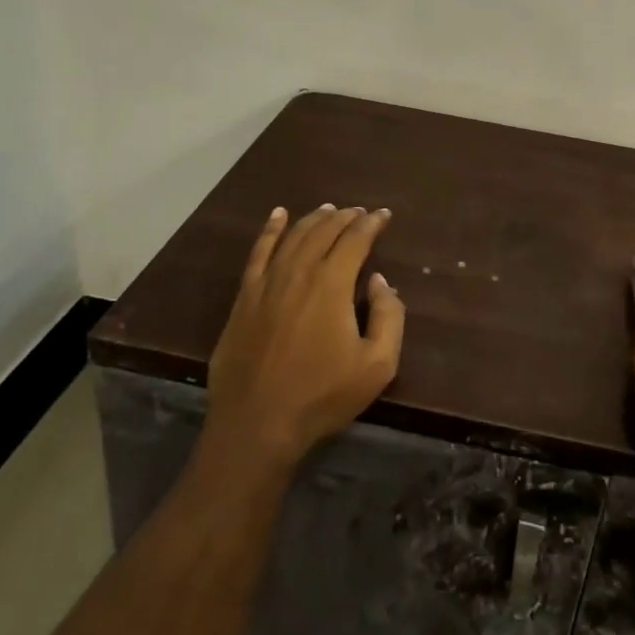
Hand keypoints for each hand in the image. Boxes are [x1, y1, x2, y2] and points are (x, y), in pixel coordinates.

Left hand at [206, 204, 404, 469]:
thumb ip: (389, 316)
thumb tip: (380, 281)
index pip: (355, 239)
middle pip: (324, 231)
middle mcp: (299, 272)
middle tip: (360, 212)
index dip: (372, 223)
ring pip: (294, 236)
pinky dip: (270, 230)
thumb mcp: (377, 364)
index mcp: (332, 284)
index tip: (384, 215)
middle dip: (345, 217)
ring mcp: (267, 282)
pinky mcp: (244, 298)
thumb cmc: (322, 396)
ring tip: (329, 210)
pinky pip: (258, 252)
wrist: (257, 425)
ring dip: (314, 219)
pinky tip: (278, 215)